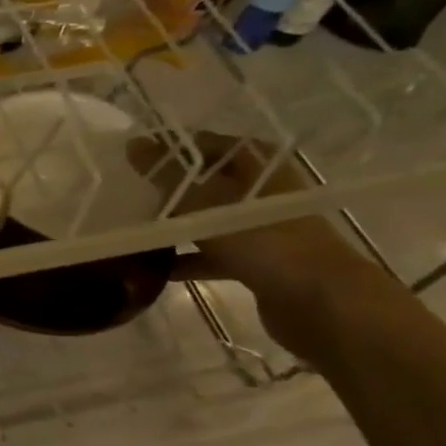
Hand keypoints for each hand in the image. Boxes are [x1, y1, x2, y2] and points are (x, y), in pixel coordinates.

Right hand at [128, 132, 391, 359]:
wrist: (320, 302)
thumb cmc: (263, 239)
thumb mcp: (205, 201)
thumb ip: (167, 174)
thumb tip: (132, 144)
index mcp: (258, 165)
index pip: (206, 144)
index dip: (169, 148)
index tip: (130, 157)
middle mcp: (261, 191)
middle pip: (204, 183)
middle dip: (166, 188)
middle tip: (124, 191)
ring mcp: (259, 229)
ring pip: (205, 220)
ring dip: (172, 225)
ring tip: (130, 227)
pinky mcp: (254, 262)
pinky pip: (210, 254)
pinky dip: (184, 258)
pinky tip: (149, 268)